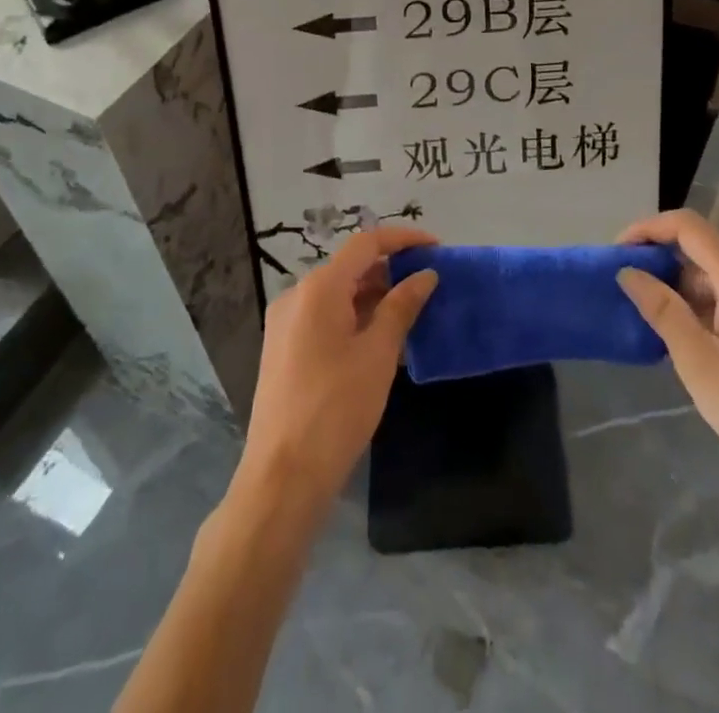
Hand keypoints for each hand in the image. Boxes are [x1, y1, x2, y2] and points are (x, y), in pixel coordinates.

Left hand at [236, 227, 438, 514]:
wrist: (282, 478)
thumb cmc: (336, 409)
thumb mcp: (378, 354)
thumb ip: (402, 306)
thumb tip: (426, 274)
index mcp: (319, 288)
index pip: (366, 244)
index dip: (402, 240)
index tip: (436, 247)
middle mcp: (297, 296)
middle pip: (350, 267)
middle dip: (390, 270)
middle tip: (429, 283)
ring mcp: (286, 324)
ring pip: (337, 294)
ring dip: (374, 296)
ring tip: (411, 311)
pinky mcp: (284, 350)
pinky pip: (325, 318)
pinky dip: (355, 317)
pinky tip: (381, 339)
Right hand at [617, 209, 718, 504]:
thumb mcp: (698, 362)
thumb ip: (662, 310)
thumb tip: (628, 272)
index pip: (688, 226)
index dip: (648, 228)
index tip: (618, 252)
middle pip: (702, 248)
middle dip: (660, 261)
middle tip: (627, 290)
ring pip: (716, 276)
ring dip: (680, 288)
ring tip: (650, 320)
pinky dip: (703, 305)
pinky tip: (687, 339)